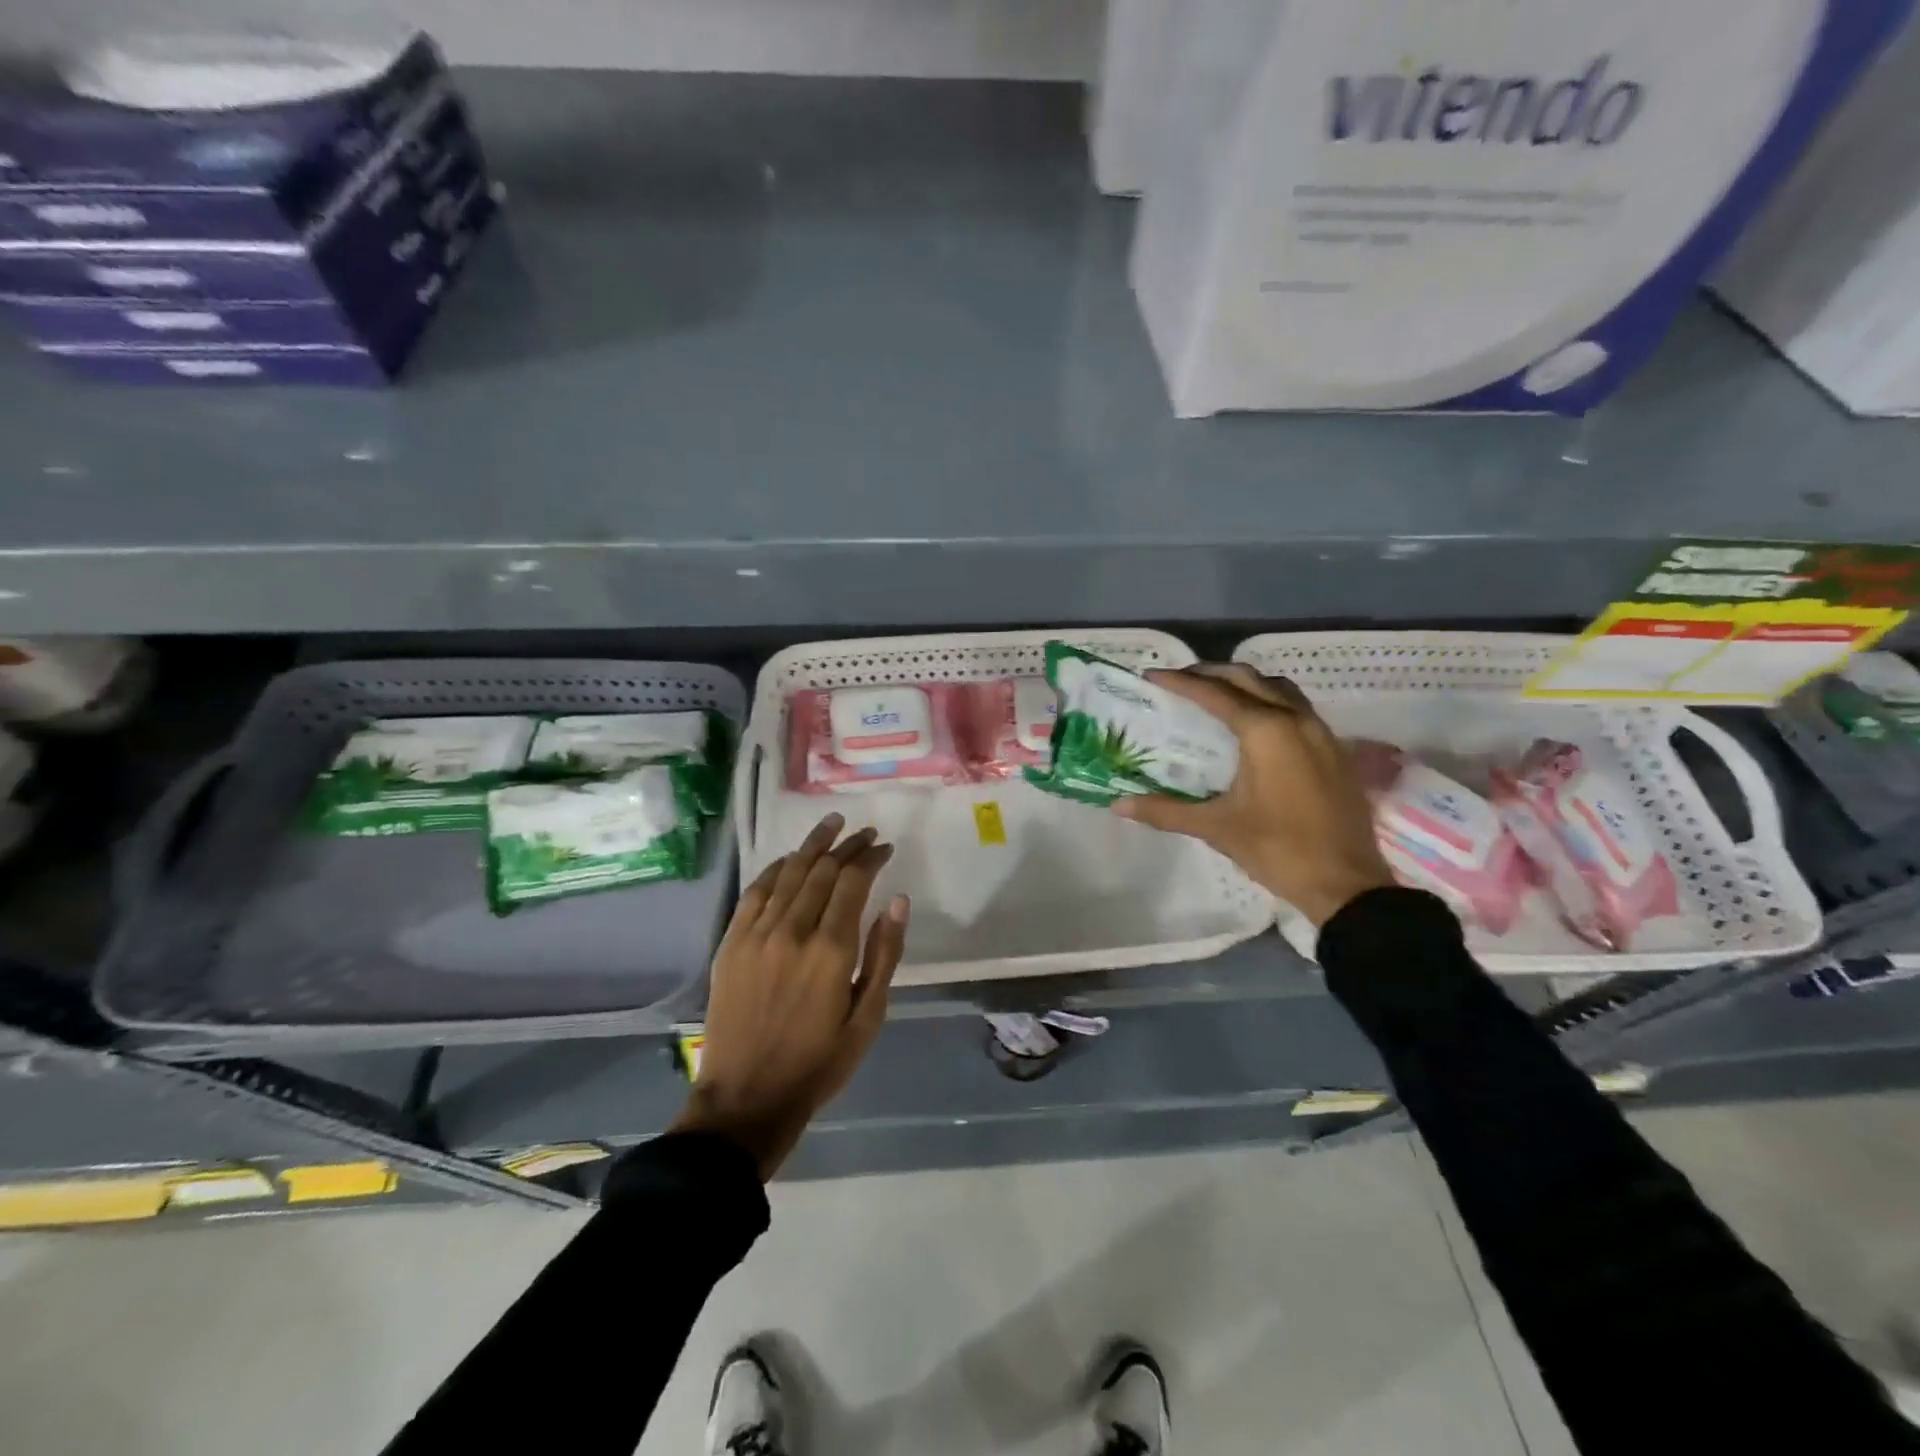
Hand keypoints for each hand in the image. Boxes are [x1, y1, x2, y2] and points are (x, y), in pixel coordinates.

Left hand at [673, 812, 909, 1179]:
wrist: (746, 1098)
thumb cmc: (818, 1063)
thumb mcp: (868, 1018)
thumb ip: (884, 955)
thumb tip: (898, 900)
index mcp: (831, 950)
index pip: (853, 882)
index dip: (870, 858)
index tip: (884, 847)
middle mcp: (792, 931)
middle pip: (822, 871)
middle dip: (847, 846)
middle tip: (865, 833)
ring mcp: (756, 934)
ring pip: (788, 873)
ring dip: (813, 846)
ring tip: (832, 825)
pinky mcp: (731, 942)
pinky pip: (755, 891)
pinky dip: (776, 869)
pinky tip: (790, 859)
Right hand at [1113, 665, 1394, 927]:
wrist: (1346, 883)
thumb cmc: (1278, 849)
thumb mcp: (1217, 827)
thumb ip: (1165, 811)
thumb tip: (1119, 805)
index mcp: (1266, 731)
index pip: (1215, 694)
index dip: (1180, 682)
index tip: (1152, 675)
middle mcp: (1296, 719)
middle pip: (1248, 678)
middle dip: (1211, 673)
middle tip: (1179, 681)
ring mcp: (1321, 732)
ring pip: (1278, 688)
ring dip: (1244, 683)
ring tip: (1215, 695)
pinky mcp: (1334, 750)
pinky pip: (1296, 707)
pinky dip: (1268, 701)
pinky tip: (1253, 725)